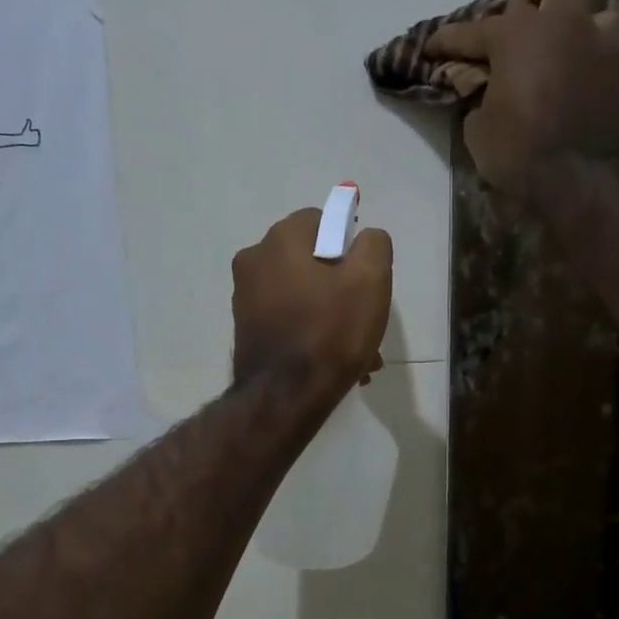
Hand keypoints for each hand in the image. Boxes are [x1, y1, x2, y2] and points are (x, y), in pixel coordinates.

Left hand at [231, 208, 392, 398]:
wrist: (286, 397)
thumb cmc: (331, 332)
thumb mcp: (370, 280)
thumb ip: (373, 244)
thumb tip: (365, 238)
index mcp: (281, 239)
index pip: (323, 221)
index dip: (349, 247)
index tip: (363, 279)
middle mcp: (254, 260)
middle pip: (311, 261)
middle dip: (341, 288)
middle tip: (364, 321)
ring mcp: (245, 297)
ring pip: (302, 295)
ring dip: (330, 317)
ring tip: (356, 353)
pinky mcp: (246, 329)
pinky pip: (288, 320)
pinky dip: (310, 333)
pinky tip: (330, 363)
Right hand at [424, 0, 618, 198]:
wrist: (584, 184)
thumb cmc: (520, 155)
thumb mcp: (480, 131)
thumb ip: (482, 99)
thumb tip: (488, 93)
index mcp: (521, 35)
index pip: (476, 28)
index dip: (449, 39)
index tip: (432, 46)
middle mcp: (569, 25)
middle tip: (524, 21)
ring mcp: (609, 48)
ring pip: (601, 13)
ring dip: (582, 29)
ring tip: (568, 55)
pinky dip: (602, 72)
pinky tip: (592, 91)